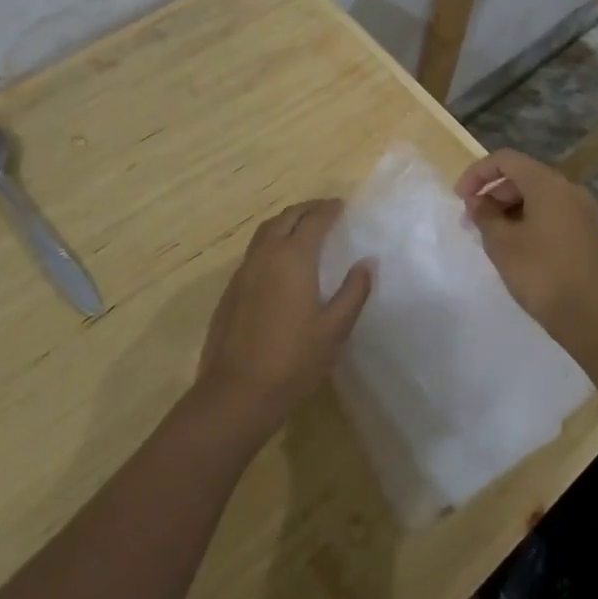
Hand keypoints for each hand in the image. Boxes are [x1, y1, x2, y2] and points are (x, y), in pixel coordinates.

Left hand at [195, 199, 372, 441]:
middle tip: (325, 210)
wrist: (237, 393)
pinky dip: (271, 242)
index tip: (342, 206)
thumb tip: (367, 262)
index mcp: (293, 258)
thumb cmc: (294, 361)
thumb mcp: (335, 329)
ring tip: (303, 228)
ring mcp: (243, 271)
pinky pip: (254, 251)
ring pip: (265, 232)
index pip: (314, 220)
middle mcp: (266, 255)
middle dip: (306, 209)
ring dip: (286, 222)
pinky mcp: (231, 290)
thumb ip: (353, 291)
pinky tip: (280, 262)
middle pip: (286, 218)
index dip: (329, 209)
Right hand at [456, 149, 597, 349]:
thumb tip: (478, 202)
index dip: (477, 173)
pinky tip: (514, 247)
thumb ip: (484, 216)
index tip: (459, 198)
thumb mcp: (502, 244)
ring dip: (508, 209)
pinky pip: (550, 213)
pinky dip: (527, 220)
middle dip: (492, 193)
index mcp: (548, 184)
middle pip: (522, 176)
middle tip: (471, 221)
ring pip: (536, 196)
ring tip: (489, 237)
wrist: (594, 318)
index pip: (506, 159)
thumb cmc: (542, 274)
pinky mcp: (585, 233)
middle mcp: (568, 190)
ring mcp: (581, 212)